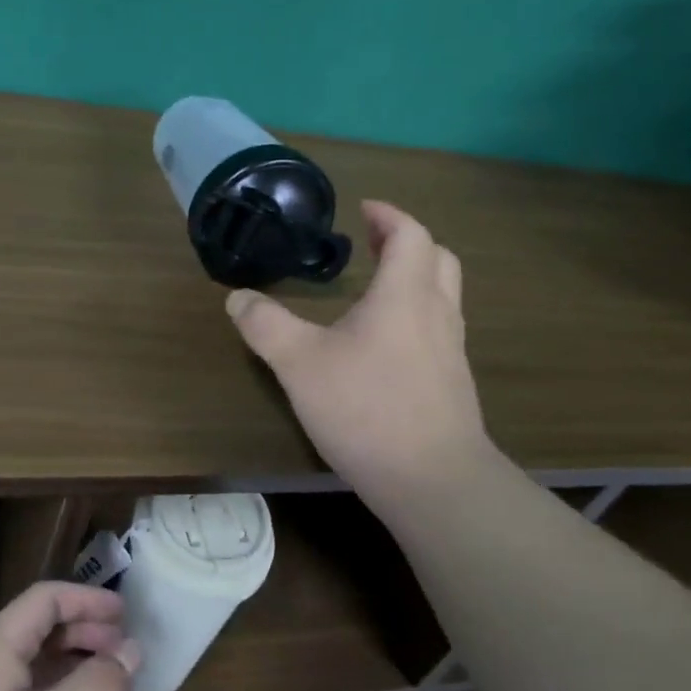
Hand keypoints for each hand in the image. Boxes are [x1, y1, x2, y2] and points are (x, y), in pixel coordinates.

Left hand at [0, 582, 139, 690]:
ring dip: (71, 666)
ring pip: (30, 668)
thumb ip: (96, 686)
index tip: (127, 615)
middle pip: (37, 629)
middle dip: (84, 632)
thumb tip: (132, 649)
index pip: (44, 599)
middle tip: (124, 653)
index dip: (87, 599)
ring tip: (107, 685)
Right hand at [226, 200, 492, 508]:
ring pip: (443, 295)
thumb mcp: (299, 364)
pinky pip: (439, 329)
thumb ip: (266, 325)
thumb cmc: (366, 408)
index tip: (363, 209)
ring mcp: (451, 351)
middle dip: (406, 242)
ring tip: (376, 289)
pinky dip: (416, 315)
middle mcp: (436, 314)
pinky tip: (385, 345)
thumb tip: (237, 297)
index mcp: (405, 295)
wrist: (433, 481)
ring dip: (415, 278)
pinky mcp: (452, 384)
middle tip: (372, 243)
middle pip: (438, 259)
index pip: (410, 235)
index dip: (388, 216)